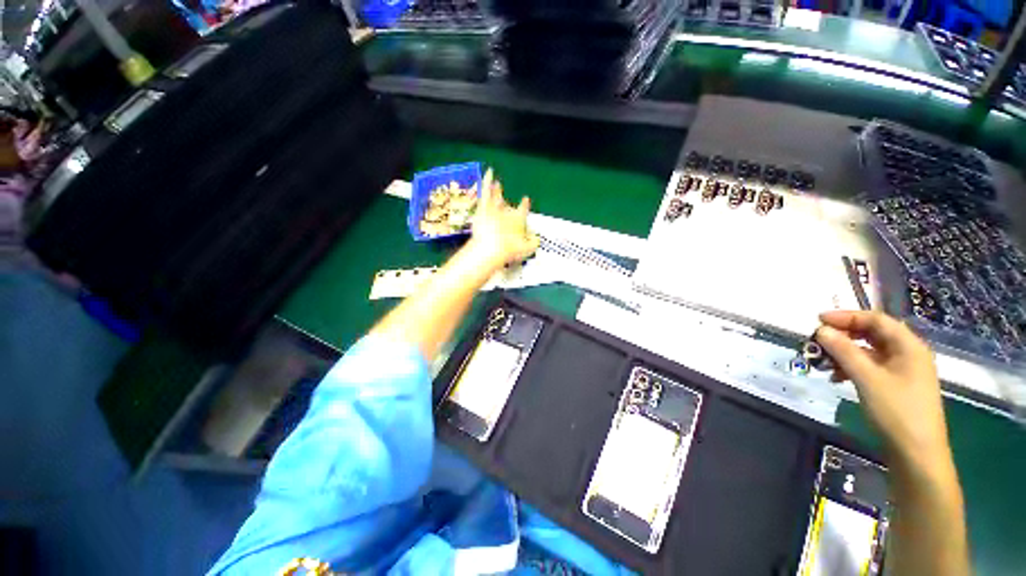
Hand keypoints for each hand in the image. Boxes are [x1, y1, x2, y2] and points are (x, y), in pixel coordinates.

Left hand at [467, 168, 539, 268]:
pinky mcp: (483, 208)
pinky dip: (487, 180)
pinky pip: (485, 191)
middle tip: (507, 199)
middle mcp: (508, 212)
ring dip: (496, 191)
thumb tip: (537, 239)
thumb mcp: (526, 249)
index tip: (525, 199)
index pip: (523, 210)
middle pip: (508, 206)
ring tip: (496, 184)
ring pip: (496, 197)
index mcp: (519, 220)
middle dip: (509, 203)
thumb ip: (533, 242)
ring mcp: (495, 208)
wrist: (492, 247)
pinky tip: (488, 171)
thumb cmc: (509, 250)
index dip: (524, 206)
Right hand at [815, 311, 950, 467]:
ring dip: (844, 352)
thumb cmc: (896, 411)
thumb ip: (844, 351)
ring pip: (869, 351)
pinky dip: (851, 367)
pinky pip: (871, 367)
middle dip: (843, 335)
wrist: (916, 454)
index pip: (875, 320)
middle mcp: (908, 353)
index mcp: (908, 346)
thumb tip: (821, 330)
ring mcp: (903, 371)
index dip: (846, 316)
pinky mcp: (896, 386)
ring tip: (822, 361)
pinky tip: (836, 377)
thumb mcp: (867, 378)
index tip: (817, 320)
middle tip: (817, 340)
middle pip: (873, 334)